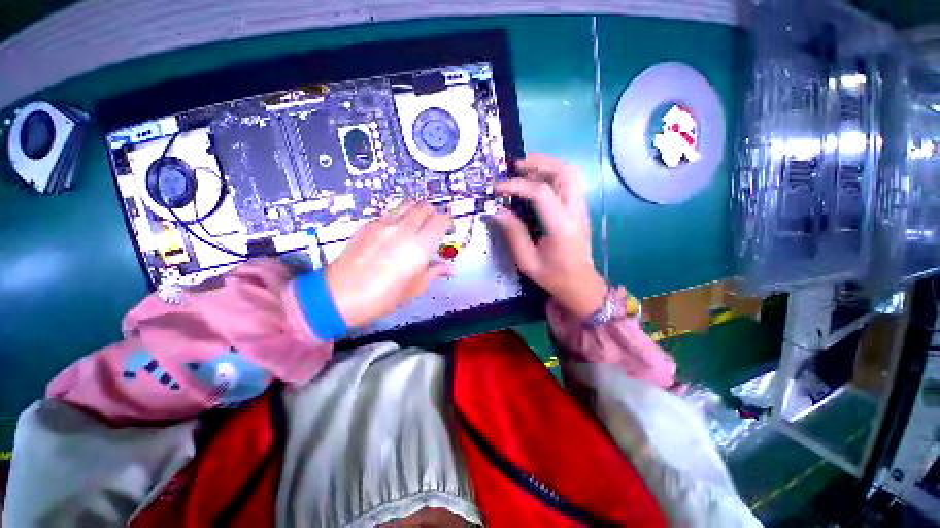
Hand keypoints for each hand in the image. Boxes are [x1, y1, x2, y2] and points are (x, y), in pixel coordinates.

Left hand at [325, 202, 451, 327]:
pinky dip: (398, 216)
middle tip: (434, 224)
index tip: (447, 227)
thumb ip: (434, 273)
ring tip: (416, 223)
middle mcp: (402, 230)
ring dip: (416, 210)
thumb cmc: (380, 297)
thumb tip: (448, 269)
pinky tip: (395, 231)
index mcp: (418, 247)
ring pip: (406, 204)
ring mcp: (383, 224)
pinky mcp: (367, 225)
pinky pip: (389, 212)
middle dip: (433, 212)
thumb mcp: (413, 289)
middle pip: (424, 206)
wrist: (339, 296)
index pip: (440, 220)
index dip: (447, 220)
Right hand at [494, 154, 607, 319]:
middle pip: (565, 172)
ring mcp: (582, 209)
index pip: (541, 192)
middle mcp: (576, 212)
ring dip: (549, 164)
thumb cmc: (553, 277)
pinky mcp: (581, 209)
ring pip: (571, 173)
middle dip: (539, 163)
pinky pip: (571, 182)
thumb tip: (497, 210)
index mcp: (562, 227)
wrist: (580, 285)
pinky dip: (555, 173)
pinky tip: (538, 179)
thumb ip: (514, 233)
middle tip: (515, 166)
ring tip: (526, 167)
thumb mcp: (527, 261)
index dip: (517, 185)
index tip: (497, 188)